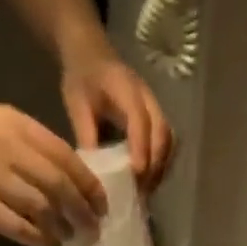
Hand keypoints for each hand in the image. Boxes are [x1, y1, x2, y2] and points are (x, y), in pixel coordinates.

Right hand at [0, 101, 106, 245]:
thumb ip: (30, 145)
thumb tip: (69, 179)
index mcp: (17, 124)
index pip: (67, 158)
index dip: (90, 185)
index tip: (102, 203)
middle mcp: (7, 147)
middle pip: (60, 185)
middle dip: (83, 211)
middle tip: (93, 227)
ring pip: (42, 207)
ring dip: (62, 226)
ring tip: (70, 237)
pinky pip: (17, 226)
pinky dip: (38, 237)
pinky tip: (46, 243)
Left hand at [60, 46, 174, 189]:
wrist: (92, 55)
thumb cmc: (82, 79)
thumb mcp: (77, 104)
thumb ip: (86, 133)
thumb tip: (93, 170)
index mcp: (126, 89)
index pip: (140, 120)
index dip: (141, 147)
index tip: (137, 173)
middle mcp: (148, 98)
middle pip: (162, 134)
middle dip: (155, 164)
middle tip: (141, 190)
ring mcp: (156, 107)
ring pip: (169, 140)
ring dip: (162, 166)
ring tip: (147, 189)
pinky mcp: (157, 117)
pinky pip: (167, 142)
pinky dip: (162, 162)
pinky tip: (149, 178)